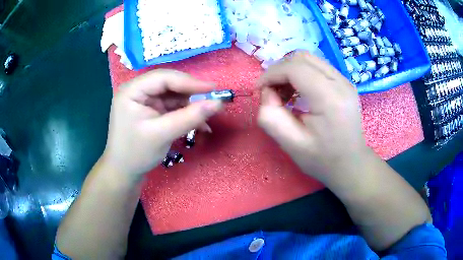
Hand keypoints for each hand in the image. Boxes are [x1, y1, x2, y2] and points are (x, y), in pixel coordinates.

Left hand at [102, 69, 221, 182]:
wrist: (125, 172)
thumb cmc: (137, 153)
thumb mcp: (163, 134)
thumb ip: (190, 117)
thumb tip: (218, 103)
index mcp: (132, 90)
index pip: (163, 78)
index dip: (190, 81)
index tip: (214, 89)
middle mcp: (138, 90)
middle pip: (169, 84)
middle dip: (191, 94)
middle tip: (213, 101)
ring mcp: (145, 100)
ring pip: (173, 95)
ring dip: (191, 105)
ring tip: (208, 116)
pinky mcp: (152, 110)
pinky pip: (172, 106)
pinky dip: (186, 113)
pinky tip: (199, 124)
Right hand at [257, 52, 367, 183]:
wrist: (351, 164)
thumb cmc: (323, 160)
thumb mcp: (291, 144)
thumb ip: (270, 117)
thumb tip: (266, 92)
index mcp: (330, 99)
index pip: (295, 68)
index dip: (271, 74)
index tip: (259, 90)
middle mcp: (341, 83)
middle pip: (302, 58)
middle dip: (280, 70)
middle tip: (272, 91)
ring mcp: (345, 81)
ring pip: (309, 59)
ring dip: (290, 71)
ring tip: (284, 93)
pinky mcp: (344, 83)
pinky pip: (317, 67)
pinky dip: (301, 74)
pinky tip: (298, 92)